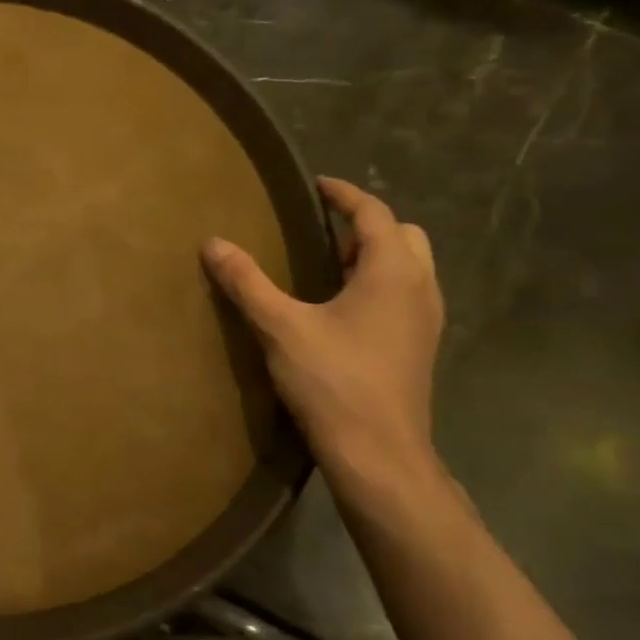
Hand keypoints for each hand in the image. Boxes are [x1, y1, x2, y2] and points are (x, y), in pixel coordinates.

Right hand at [204, 177, 444, 493]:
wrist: (378, 454)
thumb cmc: (333, 382)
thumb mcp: (280, 327)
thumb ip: (247, 282)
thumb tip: (214, 243)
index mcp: (393, 273)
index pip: (374, 214)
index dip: (345, 194)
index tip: (317, 185)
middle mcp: (420, 288)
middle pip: (404, 235)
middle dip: (366, 225)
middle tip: (323, 231)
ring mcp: (425, 321)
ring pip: (410, 267)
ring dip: (375, 255)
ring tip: (329, 265)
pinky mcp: (418, 347)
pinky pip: (405, 294)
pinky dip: (379, 283)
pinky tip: (342, 308)